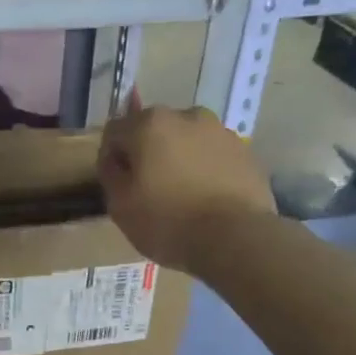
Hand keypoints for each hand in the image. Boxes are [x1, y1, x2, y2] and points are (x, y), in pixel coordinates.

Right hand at [98, 103, 275, 273]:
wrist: (235, 238)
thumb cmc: (168, 221)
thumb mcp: (120, 206)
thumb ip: (110, 174)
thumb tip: (113, 160)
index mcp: (150, 124)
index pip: (115, 131)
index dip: (110, 158)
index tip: (116, 185)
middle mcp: (186, 116)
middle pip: (153, 131)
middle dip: (147, 154)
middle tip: (148, 189)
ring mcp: (220, 131)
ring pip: (186, 141)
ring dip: (178, 159)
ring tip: (181, 195)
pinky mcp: (245, 151)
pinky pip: (212, 156)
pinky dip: (204, 169)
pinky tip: (205, 198)